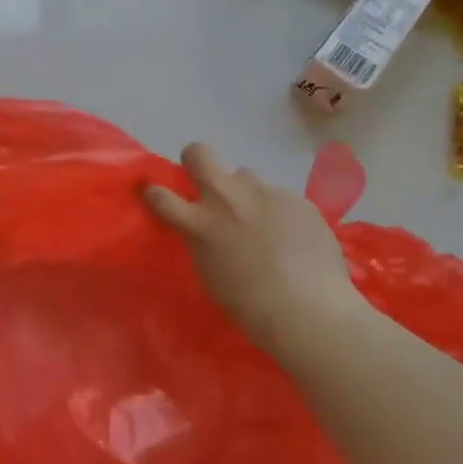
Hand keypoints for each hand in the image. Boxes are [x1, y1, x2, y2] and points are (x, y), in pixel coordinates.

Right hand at [145, 143, 370, 359]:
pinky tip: (293, 237)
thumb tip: (204, 228)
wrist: (308, 309)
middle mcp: (227, 197)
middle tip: (205, 182)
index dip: (154, 193)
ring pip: (246, 175)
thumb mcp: (210, 272)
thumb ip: (202, 240)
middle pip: (198, 154)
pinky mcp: (296, 198)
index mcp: (199, 222)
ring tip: (263, 221)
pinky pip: (279, 196)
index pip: (160, 195)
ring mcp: (264, 193)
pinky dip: (280, 211)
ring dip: (245, 192)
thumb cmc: (250, 305)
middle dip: (195, 161)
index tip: (158, 197)